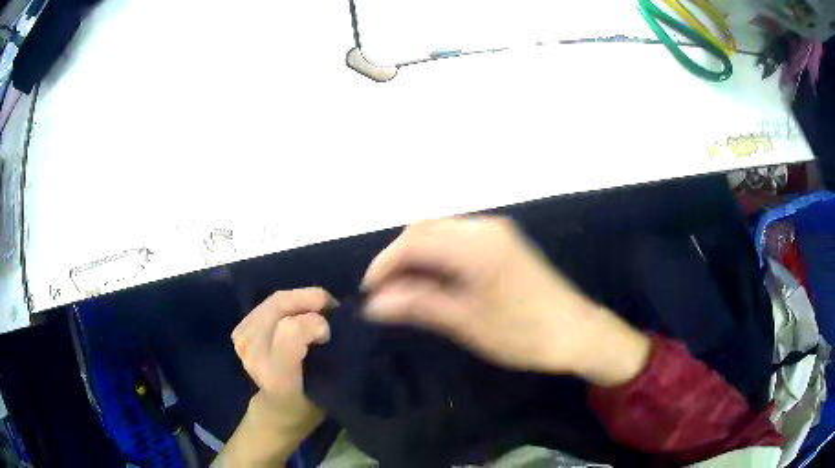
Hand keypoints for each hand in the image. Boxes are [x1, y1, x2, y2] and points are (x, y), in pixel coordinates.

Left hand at [232, 288, 333, 431]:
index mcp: (279, 378)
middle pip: (279, 307)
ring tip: (318, 308)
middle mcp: (254, 357)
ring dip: (300, 299)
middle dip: (309, 299)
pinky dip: (288, 302)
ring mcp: (243, 342)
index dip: (314, 323)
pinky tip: (299, 312)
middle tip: (330, 306)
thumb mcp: (330, 391)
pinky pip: (268, 303)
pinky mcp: (240, 331)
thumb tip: (344, 320)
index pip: (290, 333)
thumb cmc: (309, 403)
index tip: (330, 332)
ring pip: (274, 301)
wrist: (277, 410)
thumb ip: (337, 359)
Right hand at [362, 217, 649, 385]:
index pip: (413, 241)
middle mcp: (484, 227)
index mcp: (476, 245)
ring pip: (439, 232)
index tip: (370, 292)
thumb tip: (373, 304)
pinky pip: (456, 239)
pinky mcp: (502, 242)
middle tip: (385, 294)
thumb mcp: (466, 322)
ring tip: (404, 291)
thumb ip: (417, 305)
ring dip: (416, 256)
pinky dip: (436, 256)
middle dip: (398, 258)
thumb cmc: (523, 333)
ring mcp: (495, 231)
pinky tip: (432, 281)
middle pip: (424, 229)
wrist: (576, 332)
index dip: (384, 263)